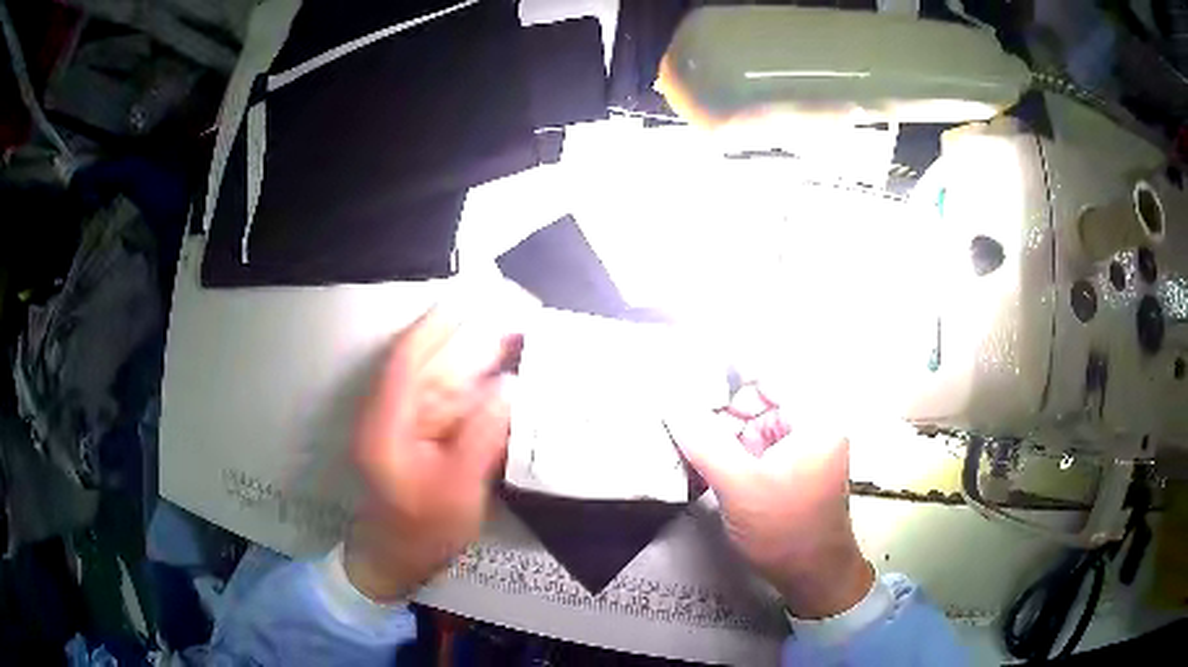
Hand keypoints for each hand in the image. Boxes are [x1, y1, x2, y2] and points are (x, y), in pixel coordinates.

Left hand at [345, 300, 521, 601]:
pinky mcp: (422, 435)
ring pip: (442, 380)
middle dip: (468, 336)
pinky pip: (451, 402)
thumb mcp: (456, 492)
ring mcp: (408, 424)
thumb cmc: (421, 533)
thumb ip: (482, 438)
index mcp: (387, 424)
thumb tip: (510, 387)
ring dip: (477, 358)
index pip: (409, 359)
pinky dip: (478, 388)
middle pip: (429, 363)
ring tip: (519, 336)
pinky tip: (506, 377)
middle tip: (515, 314)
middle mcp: (393, 414)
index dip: (439, 324)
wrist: (398, 561)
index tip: (473, 298)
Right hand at [667, 383, 872, 618]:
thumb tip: (671, 405)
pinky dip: (735, 450)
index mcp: (815, 417)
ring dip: (726, 433)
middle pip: (762, 397)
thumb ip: (704, 441)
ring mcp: (805, 445)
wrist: (812, 576)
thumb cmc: (784, 529)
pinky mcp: (794, 465)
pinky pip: (760, 444)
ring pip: (756, 422)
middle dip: (724, 410)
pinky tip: (712, 465)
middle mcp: (815, 422)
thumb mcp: (738, 485)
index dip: (730, 373)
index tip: (689, 378)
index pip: (770, 374)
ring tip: (695, 449)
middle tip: (688, 424)